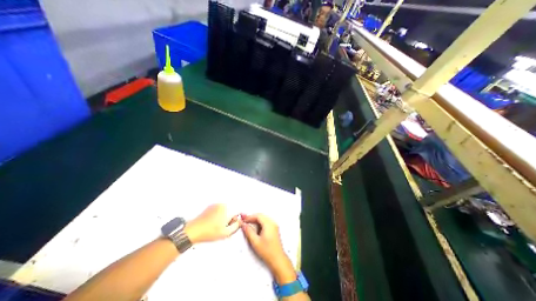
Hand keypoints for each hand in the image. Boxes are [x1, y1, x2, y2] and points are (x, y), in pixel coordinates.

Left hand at [187, 205, 240, 243]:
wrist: (193, 230)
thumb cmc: (209, 232)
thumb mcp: (226, 233)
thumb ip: (236, 226)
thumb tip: (239, 222)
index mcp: (228, 209)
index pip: (238, 212)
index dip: (236, 220)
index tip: (232, 226)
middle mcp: (223, 204)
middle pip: (231, 211)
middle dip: (230, 219)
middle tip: (224, 228)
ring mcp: (216, 204)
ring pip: (225, 211)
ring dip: (224, 217)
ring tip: (217, 226)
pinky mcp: (210, 206)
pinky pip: (219, 210)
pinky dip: (218, 215)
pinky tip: (213, 223)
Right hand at [240, 212, 294, 282]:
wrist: (278, 259)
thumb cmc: (267, 251)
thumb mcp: (255, 242)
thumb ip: (249, 231)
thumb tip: (243, 224)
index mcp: (268, 224)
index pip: (258, 216)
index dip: (250, 217)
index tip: (243, 220)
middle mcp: (272, 222)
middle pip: (261, 216)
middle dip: (252, 218)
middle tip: (245, 221)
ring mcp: (274, 225)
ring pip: (263, 218)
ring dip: (256, 220)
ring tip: (248, 224)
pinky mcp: (274, 229)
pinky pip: (266, 222)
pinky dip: (260, 223)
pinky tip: (255, 227)